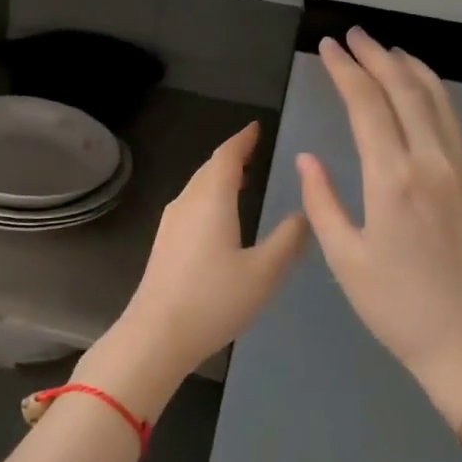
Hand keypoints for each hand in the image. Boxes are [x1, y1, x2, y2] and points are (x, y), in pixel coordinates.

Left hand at [74, 122, 308, 418]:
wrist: (157, 334)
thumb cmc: (214, 299)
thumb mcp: (264, 272)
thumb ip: (288, 240)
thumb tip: (305, 213)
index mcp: (211, 199)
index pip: (226, 156)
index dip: (243, 139)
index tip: (256, 127)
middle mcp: (187, 202)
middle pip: (209, 169)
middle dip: (231, 156)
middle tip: (254, 150)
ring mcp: (171, 223)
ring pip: (197, 187)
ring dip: (218, 177)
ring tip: (241, 178)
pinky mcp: (164, 243)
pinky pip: (191, 205)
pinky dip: (209, 197)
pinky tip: (219, 215)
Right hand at [297, 29, 461, 421]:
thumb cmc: (397, 306)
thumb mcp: (345, 258)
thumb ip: (323, 201)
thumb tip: (309, 159)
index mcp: (393, 179)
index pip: (367, 106)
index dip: (346, 71)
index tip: (328, 47)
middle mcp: (432, 162)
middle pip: (405, 91)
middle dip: (376, 57)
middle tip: (354, 35)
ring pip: (437, 100)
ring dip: (410, 69)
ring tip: (387, 50)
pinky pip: (453, 121)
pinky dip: (434, 94)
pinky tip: (422, 92)